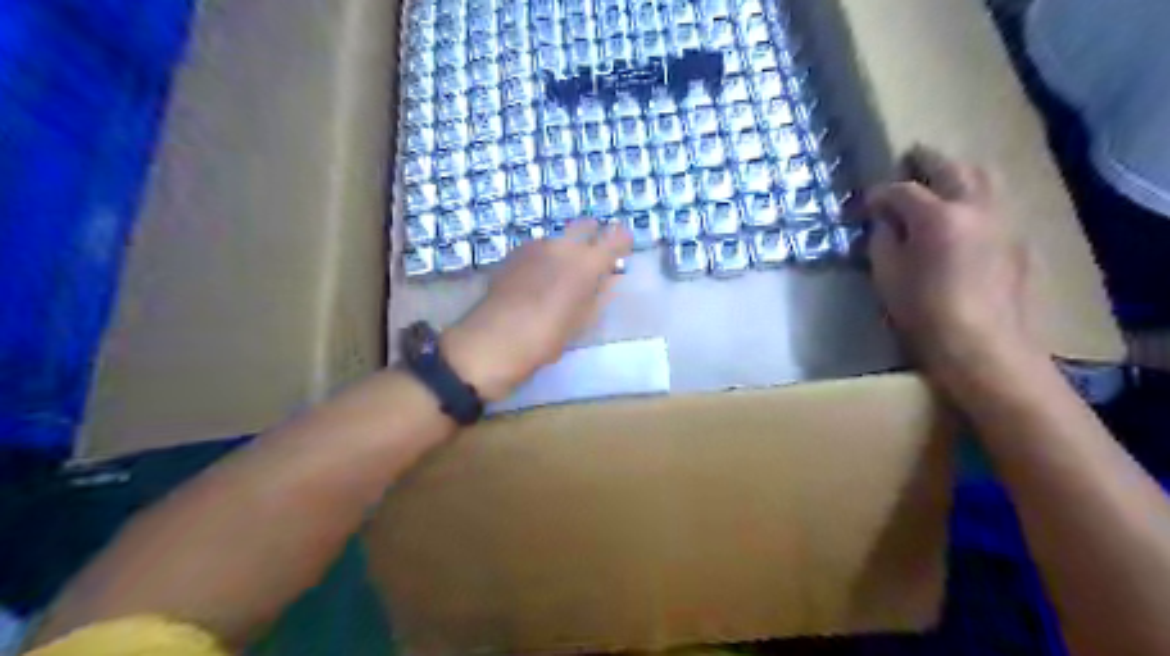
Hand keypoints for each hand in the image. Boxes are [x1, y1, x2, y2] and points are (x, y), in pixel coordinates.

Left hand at [442, 221, 638, 401]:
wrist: (492, 340)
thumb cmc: (546, 338)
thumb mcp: (582, 322)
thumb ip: (600, 294)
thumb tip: (611, 277)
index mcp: (586, 263)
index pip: (615, 237)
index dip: (623, 241)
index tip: (624, 251)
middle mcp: (562, 245)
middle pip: (585, 226)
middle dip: (594, 236)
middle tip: (595, 259)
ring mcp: (534, 246)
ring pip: (559, 237)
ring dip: (566, 249)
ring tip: (562, 275)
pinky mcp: (513, 253)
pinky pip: (538, 248)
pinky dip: (545, 257)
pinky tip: (539, 279)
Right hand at [866, 145, 1041, 389]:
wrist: (982, 344)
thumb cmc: (923, 312)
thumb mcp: (887, 275)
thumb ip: (882, 240)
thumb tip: (884, 222)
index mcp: (937, 216)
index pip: (903, 191)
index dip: (880, 193)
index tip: (866, 202)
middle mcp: (975, 207)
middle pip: (952, 168)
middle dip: (927, 160)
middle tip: (910, 157)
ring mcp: (1002, 220)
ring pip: (984, 178)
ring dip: (959, 171)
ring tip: (941, 176)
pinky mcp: (1017, 239)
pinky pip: (996, 202)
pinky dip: (977, 195)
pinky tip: (964, 211)